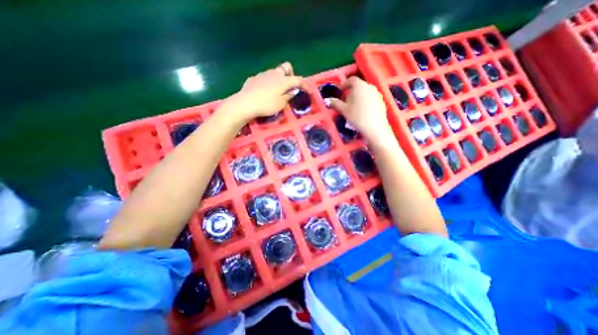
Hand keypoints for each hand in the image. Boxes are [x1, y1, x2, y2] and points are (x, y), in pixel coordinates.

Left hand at [219, 62, 303, 120]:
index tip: (309, 91)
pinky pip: (264, 78)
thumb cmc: (266, 105)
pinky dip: (268, 83)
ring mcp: (262, 74)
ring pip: (274, 72)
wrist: (245, 103)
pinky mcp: (254, 78)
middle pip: (286, 68)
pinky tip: (265, 92)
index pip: (297, 80)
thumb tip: (292, 91)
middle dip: (291, 75)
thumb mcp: (281, 104)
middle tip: (290, 86)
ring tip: (277, 91)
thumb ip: (288, 97)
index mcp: (283, 80)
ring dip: (279, 79)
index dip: (305, 85)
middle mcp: (274, 74)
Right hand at [327, 77, 393, 142]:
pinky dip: (365, 101)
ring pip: (365, 92)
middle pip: (359, 85)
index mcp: (359, 86)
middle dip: (351, 92)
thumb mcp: (344, 110)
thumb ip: (336, 103)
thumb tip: (329, 100)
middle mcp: (369, 86)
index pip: (351, 79)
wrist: (375, 127)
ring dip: (359, 97)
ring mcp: (377, 94)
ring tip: (354, 107)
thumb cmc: (357, 116)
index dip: (344, 84)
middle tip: (346, 101)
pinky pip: (371, 98)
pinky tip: (363, 112)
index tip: (340, 91)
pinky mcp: (382, 101)